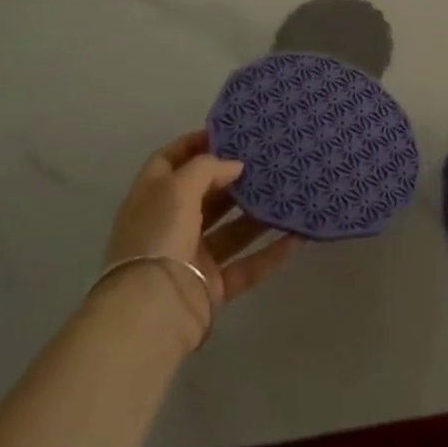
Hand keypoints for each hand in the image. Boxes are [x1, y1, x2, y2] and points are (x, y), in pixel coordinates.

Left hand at [102, 130, 297, 347]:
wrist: (150, 313)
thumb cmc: (159, 237)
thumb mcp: (178, 188)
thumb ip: (208, 167)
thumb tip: (234, 165)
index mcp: (152, 199)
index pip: (169, 160)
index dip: (195, 143)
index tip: (230, 132)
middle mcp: (169, 225)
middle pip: (205, 194)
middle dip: (233, 178)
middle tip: (268, 159)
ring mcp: (191, 258)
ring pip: (230, 230)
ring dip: (257, 214)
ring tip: (288, 191)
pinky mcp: (211, 287)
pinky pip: (246, 266)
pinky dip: (270, 253)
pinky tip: (297, 236)